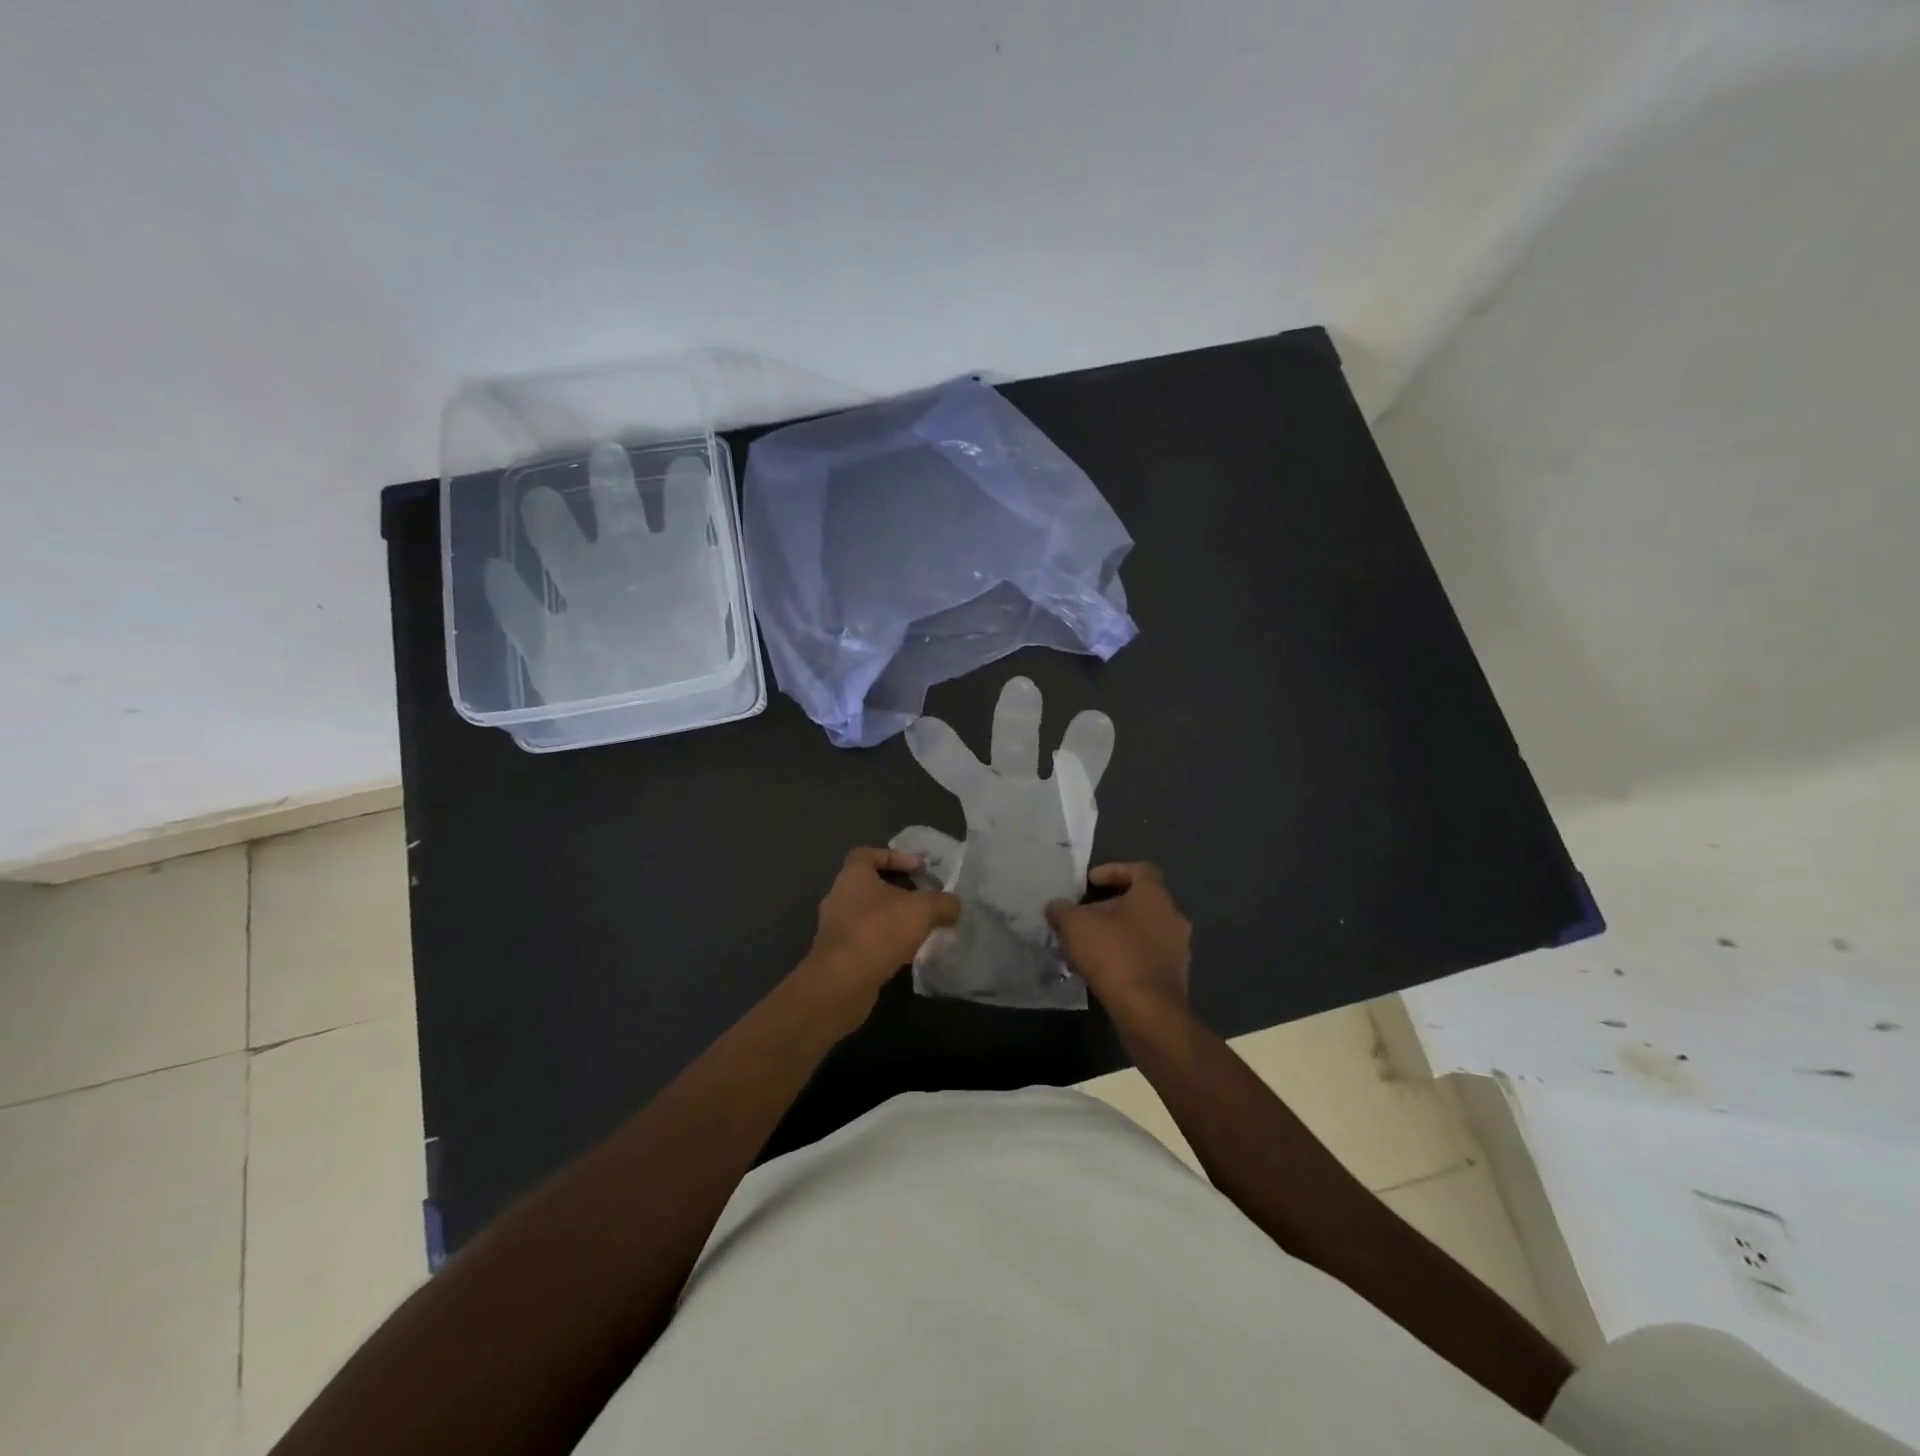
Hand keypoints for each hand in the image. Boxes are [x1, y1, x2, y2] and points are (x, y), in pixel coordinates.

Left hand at [796, 847, 961, 1028]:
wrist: (842, 981)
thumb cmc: (880, 930)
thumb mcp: (922, 910)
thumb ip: (942, 903)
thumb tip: (954, 905)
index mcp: (852, 876)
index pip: (868, 854)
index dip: (895, 856)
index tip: (918, 868)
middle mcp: (838, 897)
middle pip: (869, 886)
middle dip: (896, 892)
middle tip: (922, 901)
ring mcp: (834, 928)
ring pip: (866, 915)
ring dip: (890, 919)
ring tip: (917, 929)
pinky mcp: (836, 955)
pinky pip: (863, 940)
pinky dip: (882, 943)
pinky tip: (903, 954)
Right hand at [1046, 863, 1191, 1025]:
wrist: (1149, 1014)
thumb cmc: (1114, 956)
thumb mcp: (1074, 925)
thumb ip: (1062, 910)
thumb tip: (1056, 907)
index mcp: (1155, 896)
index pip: (1138, 869)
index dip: (1112, 871)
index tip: (1088, 883)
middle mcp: (1173, 917)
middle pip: (1139, 902)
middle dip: (1109, 906)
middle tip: (1082, 917)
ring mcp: (1178, 949)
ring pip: (1143, 931)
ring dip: (1117, 933)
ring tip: (1087, 946)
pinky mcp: (1175, 978)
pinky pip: (1146, 956)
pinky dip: (1125, 956)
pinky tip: (1101, 970)